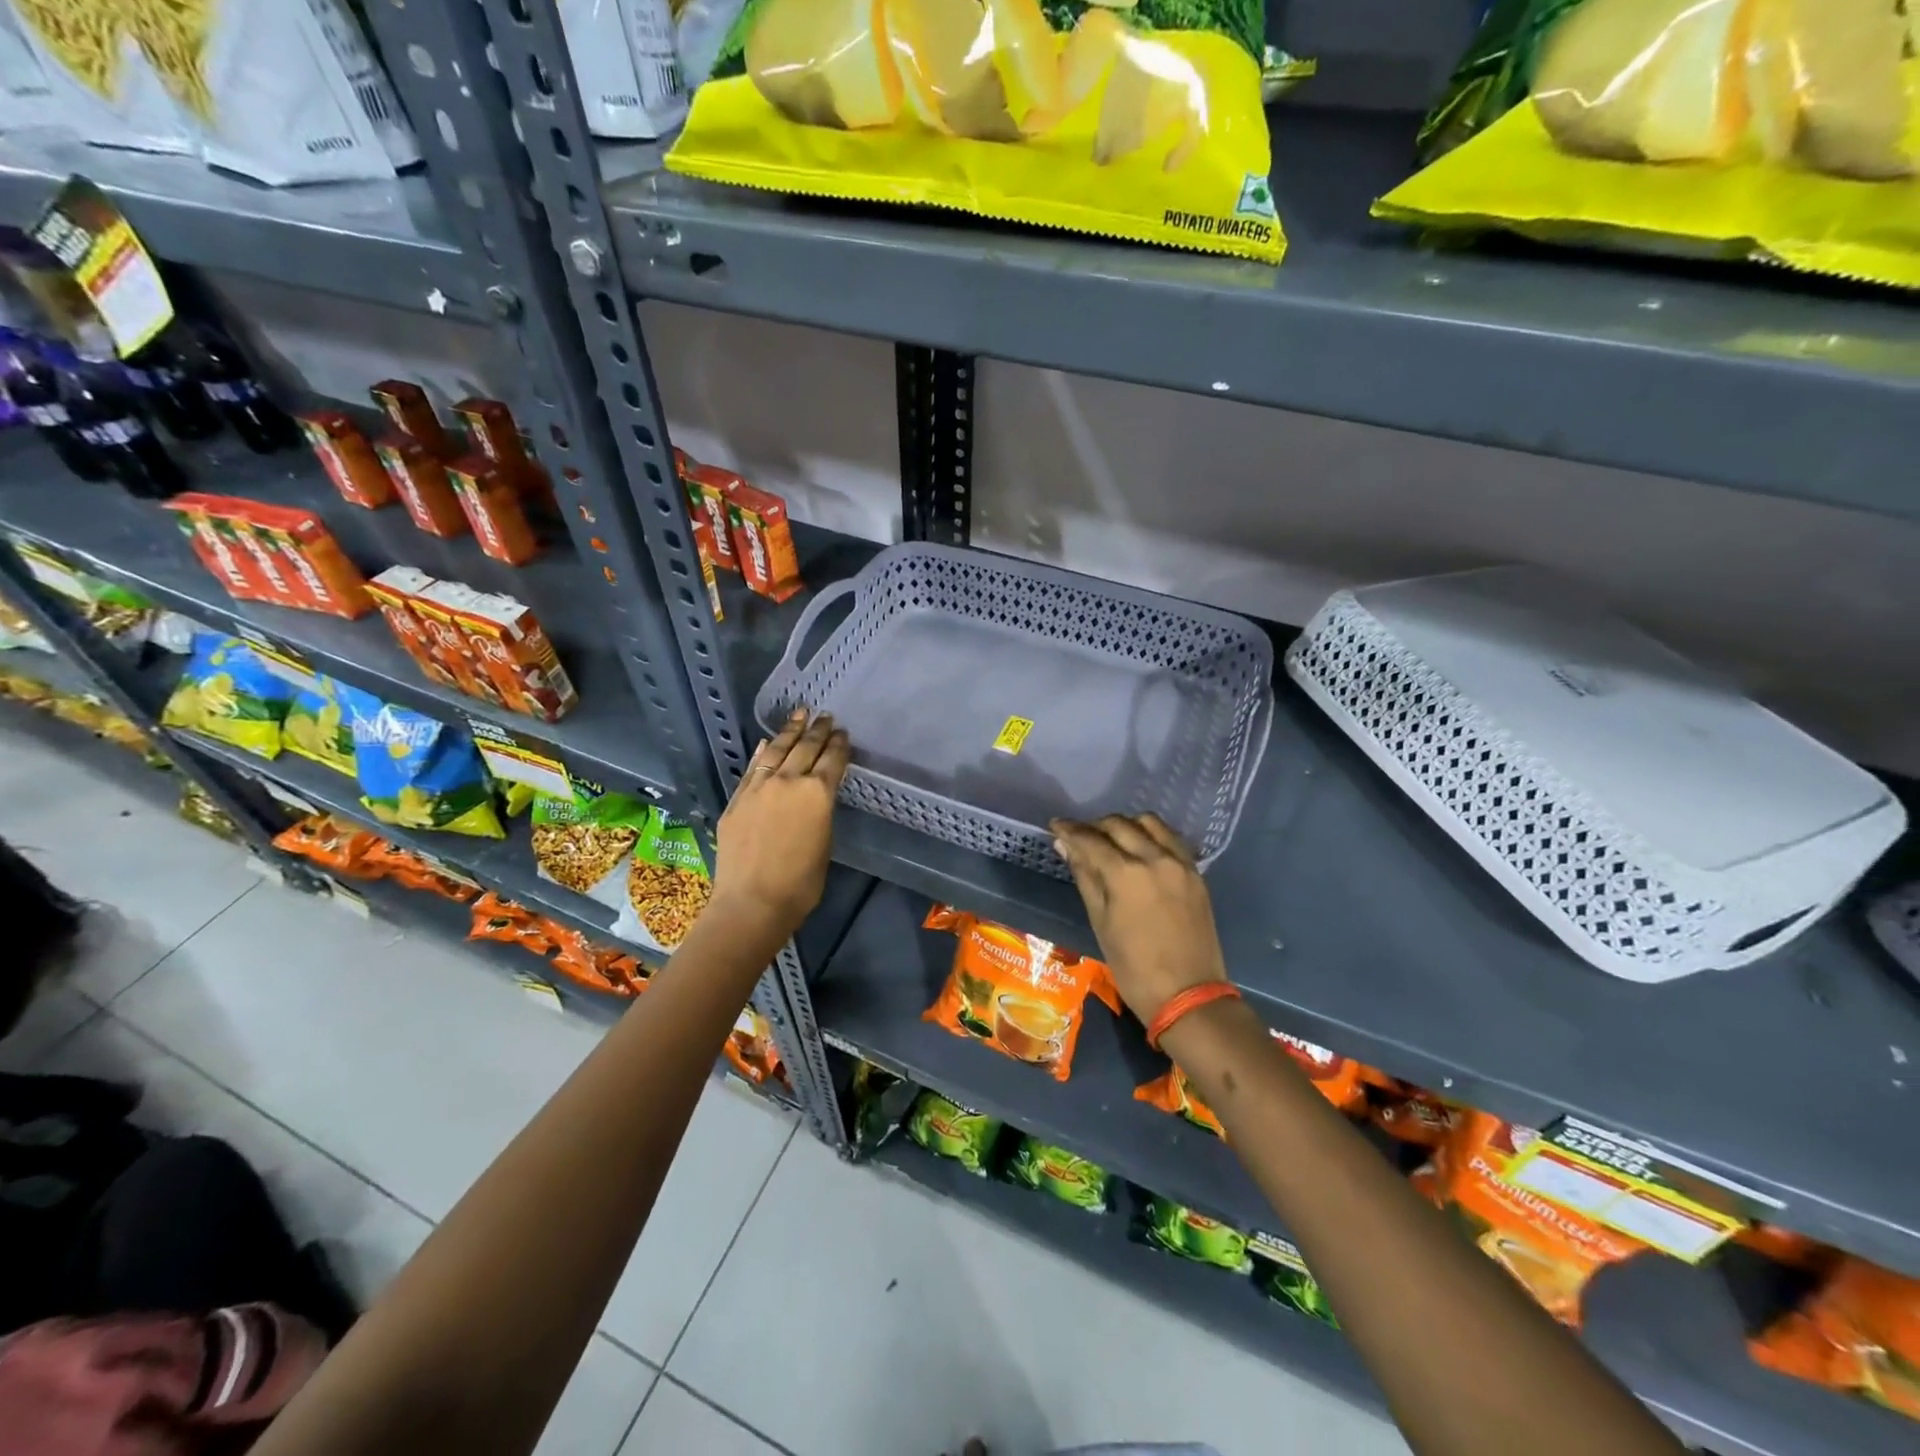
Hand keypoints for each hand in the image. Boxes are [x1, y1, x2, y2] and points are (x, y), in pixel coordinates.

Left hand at [710, 708, 849, 939]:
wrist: (752, 901)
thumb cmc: (801, 883)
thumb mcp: (824, 843)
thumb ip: (821, 812)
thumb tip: (814, 795)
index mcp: (818, 793)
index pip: (833, 760)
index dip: (839, 745)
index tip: (843, 733)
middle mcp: (789, 781)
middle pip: (806, 748)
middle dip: (818, 730)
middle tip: (825, 716)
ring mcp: (759, 787)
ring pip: (778, 750)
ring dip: (790, 731)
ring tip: (799, 714)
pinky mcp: (738, 798)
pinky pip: (753, 767)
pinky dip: (763, 752)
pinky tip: (768, 742)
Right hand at [1052, 813, 1229, 1022]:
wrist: (1189, 996)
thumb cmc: (1134, 968)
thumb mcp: (1100, 922)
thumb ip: (1085, 877)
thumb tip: (1065, 846)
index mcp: (1126, 874)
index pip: (1091, 840)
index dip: (1069, 830)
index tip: (1055, 825)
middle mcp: (1155, 858)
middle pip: (1119, 825)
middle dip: (1094, 826)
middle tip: (1079, 836)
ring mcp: (1180, 863)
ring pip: (1149, 823)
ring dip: (1125, 825)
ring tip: (1111, 840)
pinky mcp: (1196, 873)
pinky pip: (1171, 839)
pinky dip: (1152, 835)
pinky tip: (1140, 849)